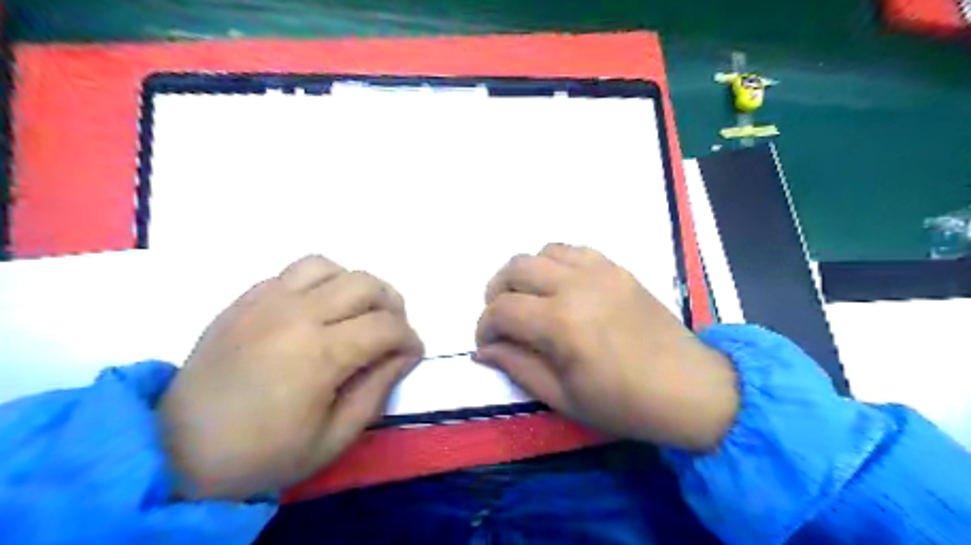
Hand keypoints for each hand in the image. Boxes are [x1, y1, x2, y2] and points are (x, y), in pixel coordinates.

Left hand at [157, 256, 422, 497]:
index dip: (409, 339)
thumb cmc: (263, 453)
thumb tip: (404, 355)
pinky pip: (295, 270)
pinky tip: (318, 308)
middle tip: (391, 331)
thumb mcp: (334, 437)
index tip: (411, 354)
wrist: (177, 450)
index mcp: (320, 354)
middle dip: (392, 304)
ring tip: (356, 312)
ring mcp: (266, 300)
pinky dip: (320, 282)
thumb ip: (377, 389)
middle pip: (365, 283)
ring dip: (355, 286)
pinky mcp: (245, 298)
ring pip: (330, 266)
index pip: (386, 326)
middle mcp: (296, 314)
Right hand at [476, 243, 736, 451]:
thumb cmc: (623, 403)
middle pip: (515, 268)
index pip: (501, 310)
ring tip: (529, 300)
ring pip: (542, 252)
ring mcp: (599, 271)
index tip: (487, 343)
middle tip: (502, 319)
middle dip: (497, 292)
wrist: (688, 387)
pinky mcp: (616, 268)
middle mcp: (576, 286)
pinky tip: (560, 287)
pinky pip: (573, 250)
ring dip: (525, 274)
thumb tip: (483, 350)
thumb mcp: (562, 397)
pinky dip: (555, 263)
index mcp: (560, 323)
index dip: (484, 326)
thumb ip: (517, 367)